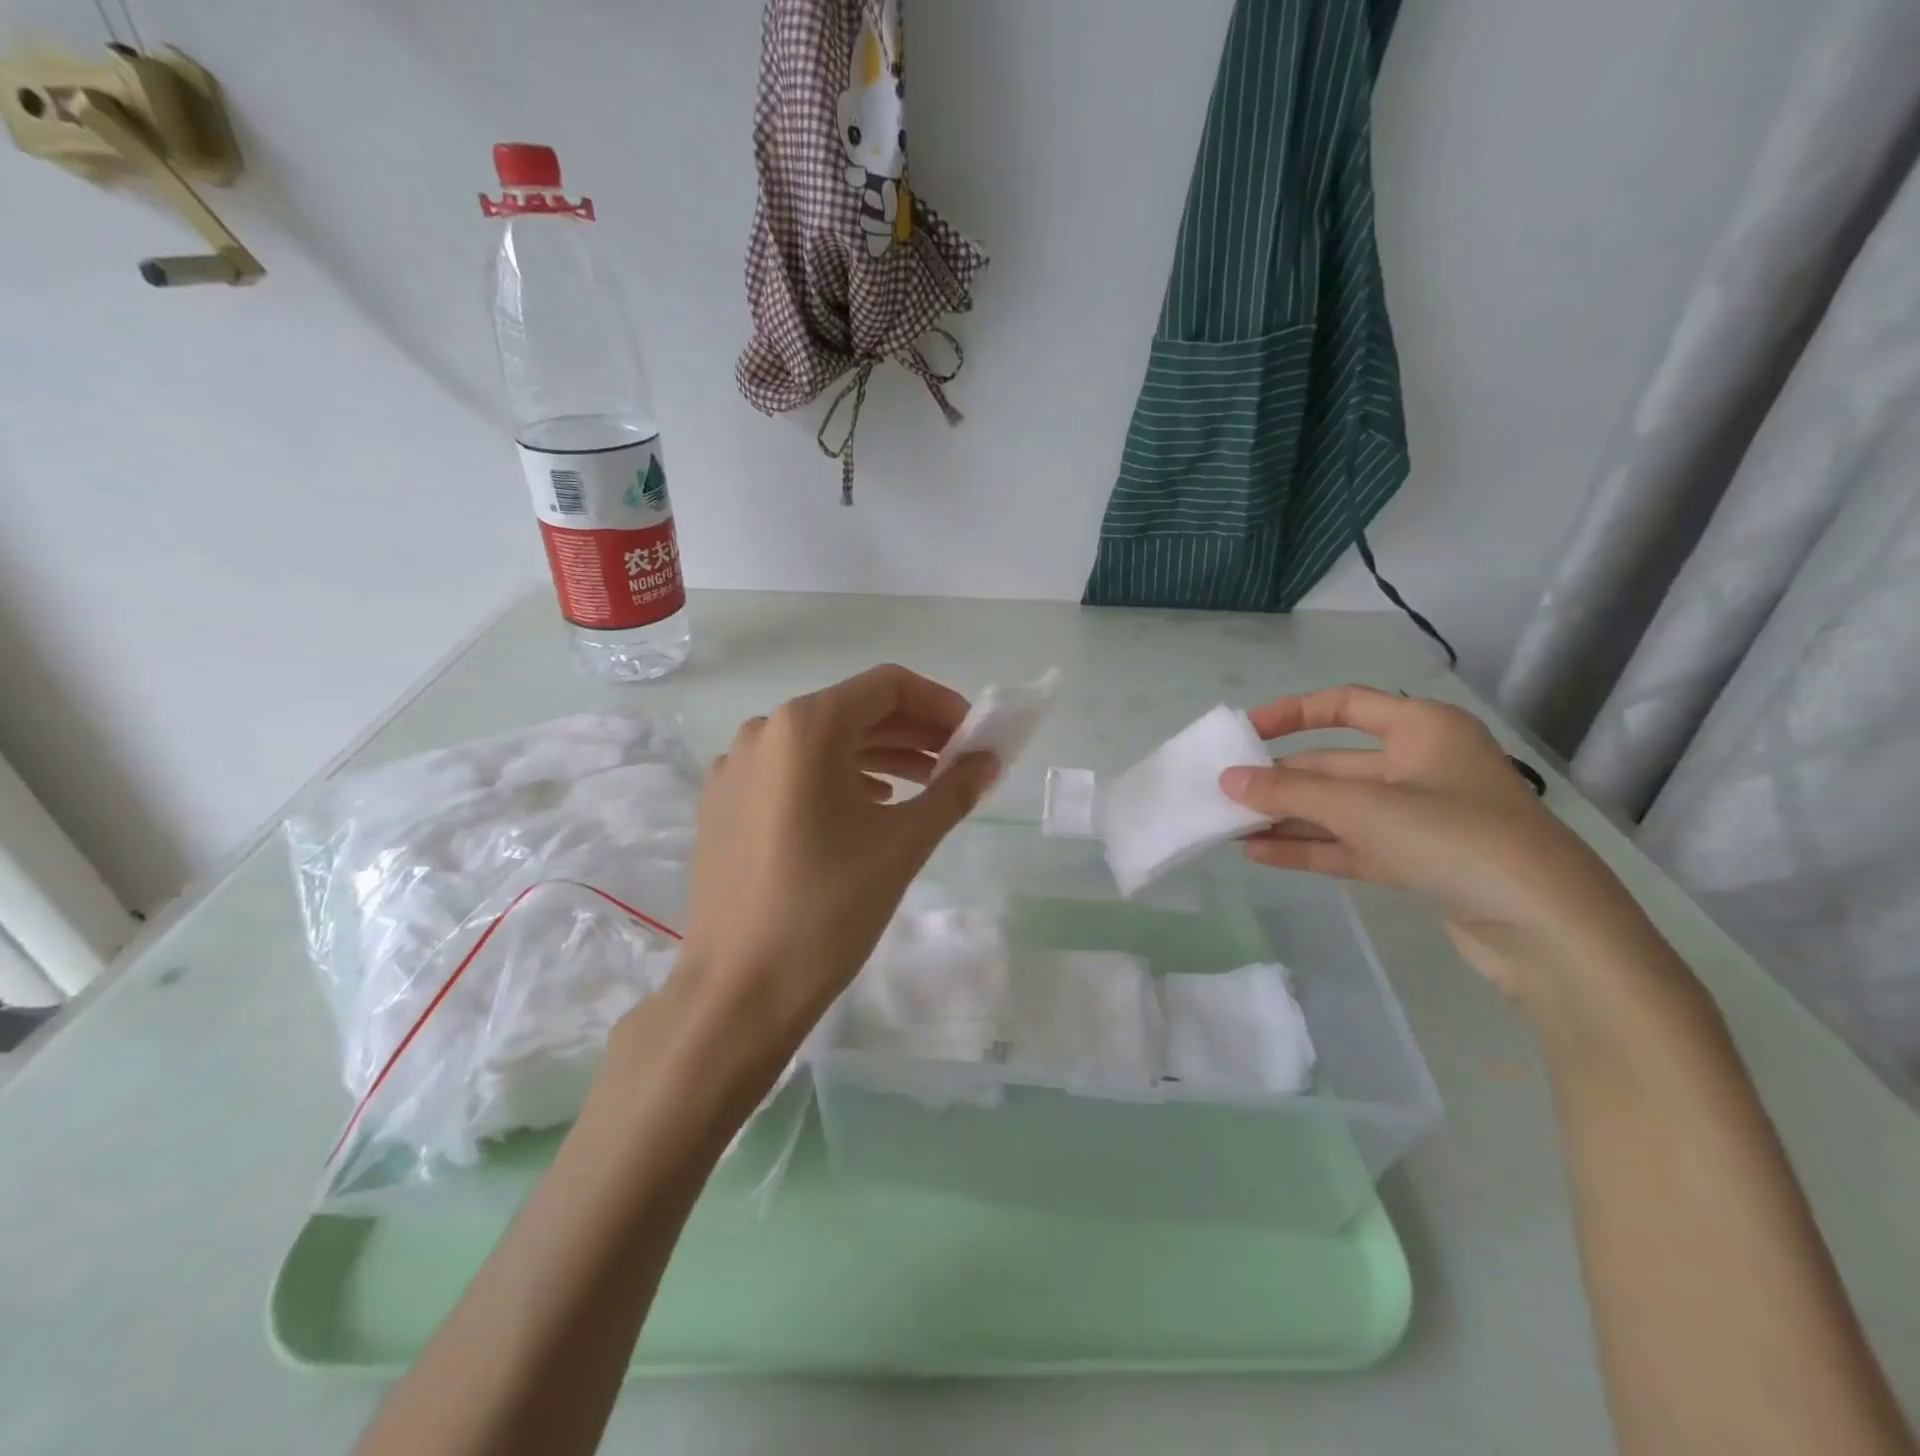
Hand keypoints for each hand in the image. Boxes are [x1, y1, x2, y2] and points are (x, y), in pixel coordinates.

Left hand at [670, 664, 998, 1055]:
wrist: (739, 990)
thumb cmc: (828, 909)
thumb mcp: (903, 844)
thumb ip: (953, 790)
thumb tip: (989, 760)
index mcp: (805, 726)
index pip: (888, 686)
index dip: (941, 704)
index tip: (973, 738)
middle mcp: (764, 730)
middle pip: (854, 711)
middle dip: (914, 732)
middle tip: (958, 764)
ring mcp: (736, 767)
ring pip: (823, 742)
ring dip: (879, 755)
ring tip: (924, 786)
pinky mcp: (723, 802)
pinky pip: (792, 772)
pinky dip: (838, 778)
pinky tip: (869, 807)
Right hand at [1220, 686, 1661, 1002]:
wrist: (1548, 930)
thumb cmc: (1456, 838)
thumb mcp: (1363, 808)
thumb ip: (1289, 793)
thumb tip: (1228, 781)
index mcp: (1422, 728)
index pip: (1344, 704)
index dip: (1290, 713)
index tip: (1245, 733)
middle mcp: (1421, 764)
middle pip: (1334, 763)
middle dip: (1280, 779)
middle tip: (1225, 792)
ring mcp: (1420, 816)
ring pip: (1339, 808)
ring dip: (1287, 817)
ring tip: (1230, 826)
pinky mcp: (1418, 861)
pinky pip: (1351, 844)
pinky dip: (1309, 846)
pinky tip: (1259, 853)